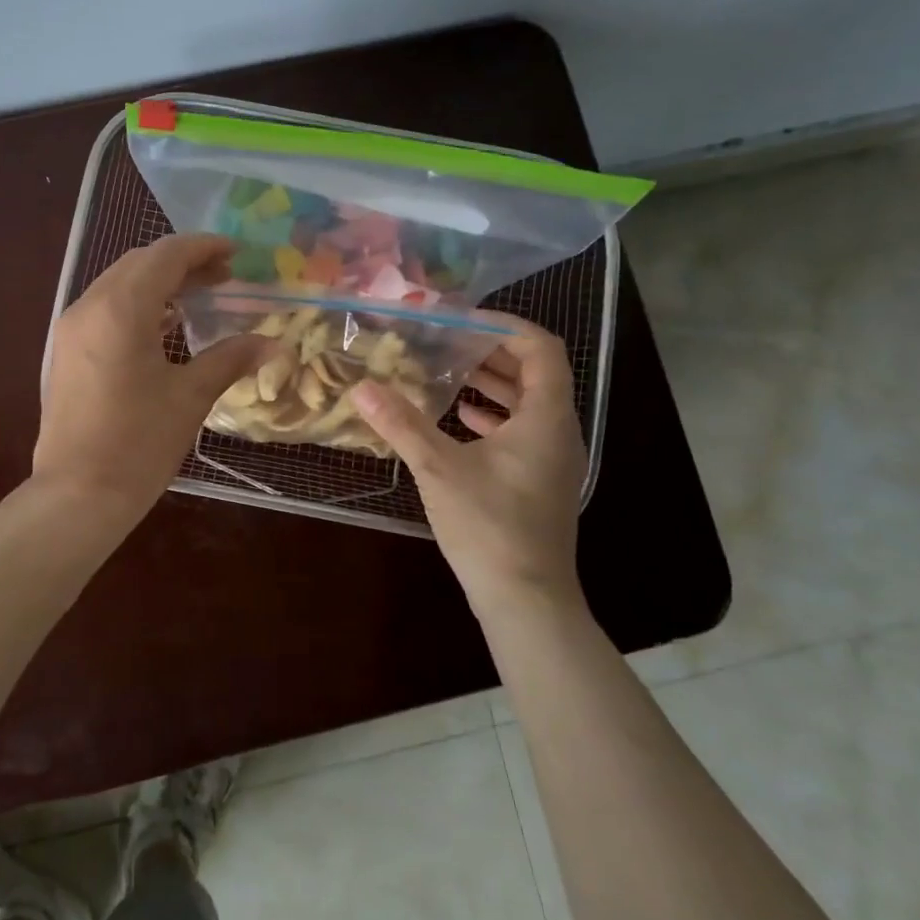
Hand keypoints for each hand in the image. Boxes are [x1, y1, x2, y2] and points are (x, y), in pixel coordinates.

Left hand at [35, 234, 276, 522]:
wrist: (78, 494)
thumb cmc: (139, 444)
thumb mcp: (191, 397)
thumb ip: (230, 358)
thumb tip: (272, 343)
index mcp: (121, 309)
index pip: (165, 256)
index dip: (203, 247)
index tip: (236, 252)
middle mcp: (89, 306)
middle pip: (139, 263)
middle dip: (182, 262)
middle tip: (223, 276)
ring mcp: (71, 328)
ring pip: (118, 284)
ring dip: (158, 282)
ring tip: (199, 298)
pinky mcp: (65, 351)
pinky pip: (104, 308)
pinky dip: (136, 304)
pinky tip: (164, 326)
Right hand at [353, 319, 586, 615]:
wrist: (526, 599)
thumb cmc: (489, 526)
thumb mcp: (439, 469)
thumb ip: (401, 424)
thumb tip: (361, 388)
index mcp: (546, 418)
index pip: (540, 349)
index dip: (505, 326)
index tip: (462, 320)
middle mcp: (559, 432)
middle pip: (536, 373)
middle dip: (492, 353)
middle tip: (449, 342)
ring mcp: (553, 460)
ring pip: (529, 404)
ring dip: (493, 384)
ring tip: (450, 373)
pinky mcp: (540, 482)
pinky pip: (523, 432)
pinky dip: (494, 417)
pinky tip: (460, 421)